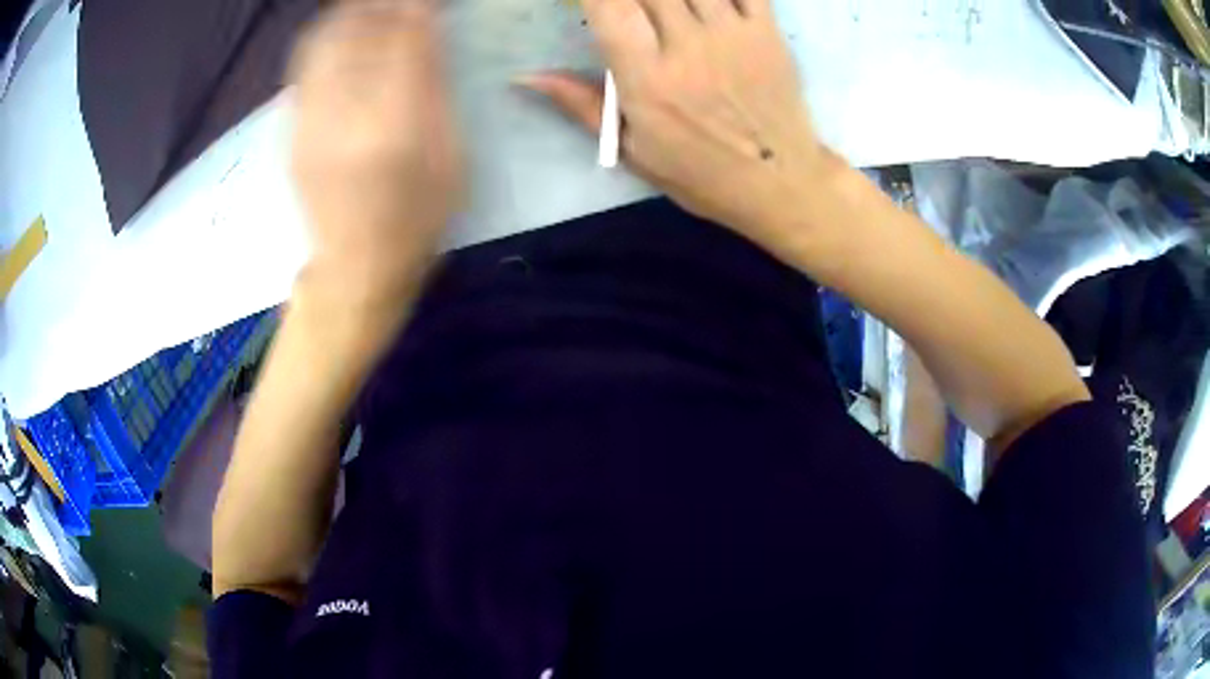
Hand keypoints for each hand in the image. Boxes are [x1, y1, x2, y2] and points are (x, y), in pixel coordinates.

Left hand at [290, 0, 462, 314]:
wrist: (354, 269)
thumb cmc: (416, 220)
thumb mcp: (449, 159)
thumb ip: (436, 92)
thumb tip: (428, 37)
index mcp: (394, 127)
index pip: (405, 41)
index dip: (417, 9)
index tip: (427, 1)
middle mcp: (344, 116)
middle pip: (359, 32)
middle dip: (380, 5)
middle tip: (400, 2)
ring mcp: (309, 122)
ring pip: (323, 42)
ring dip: (349, 14)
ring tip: (369, 8)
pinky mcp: (291, 130)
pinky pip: (303, 66)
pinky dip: (324, 37)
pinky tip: (342, 30)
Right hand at [521, 0, 838, 255]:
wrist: (781, 184)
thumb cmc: (701, 174)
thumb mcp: (632, 150)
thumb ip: (582, 105)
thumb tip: (527, 76)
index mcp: (648, 79)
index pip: (609, 7)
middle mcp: (688, 46)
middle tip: (626, 9)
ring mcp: (733, 34)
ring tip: (658, 6)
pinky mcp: (767, 31)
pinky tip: (700, 0)